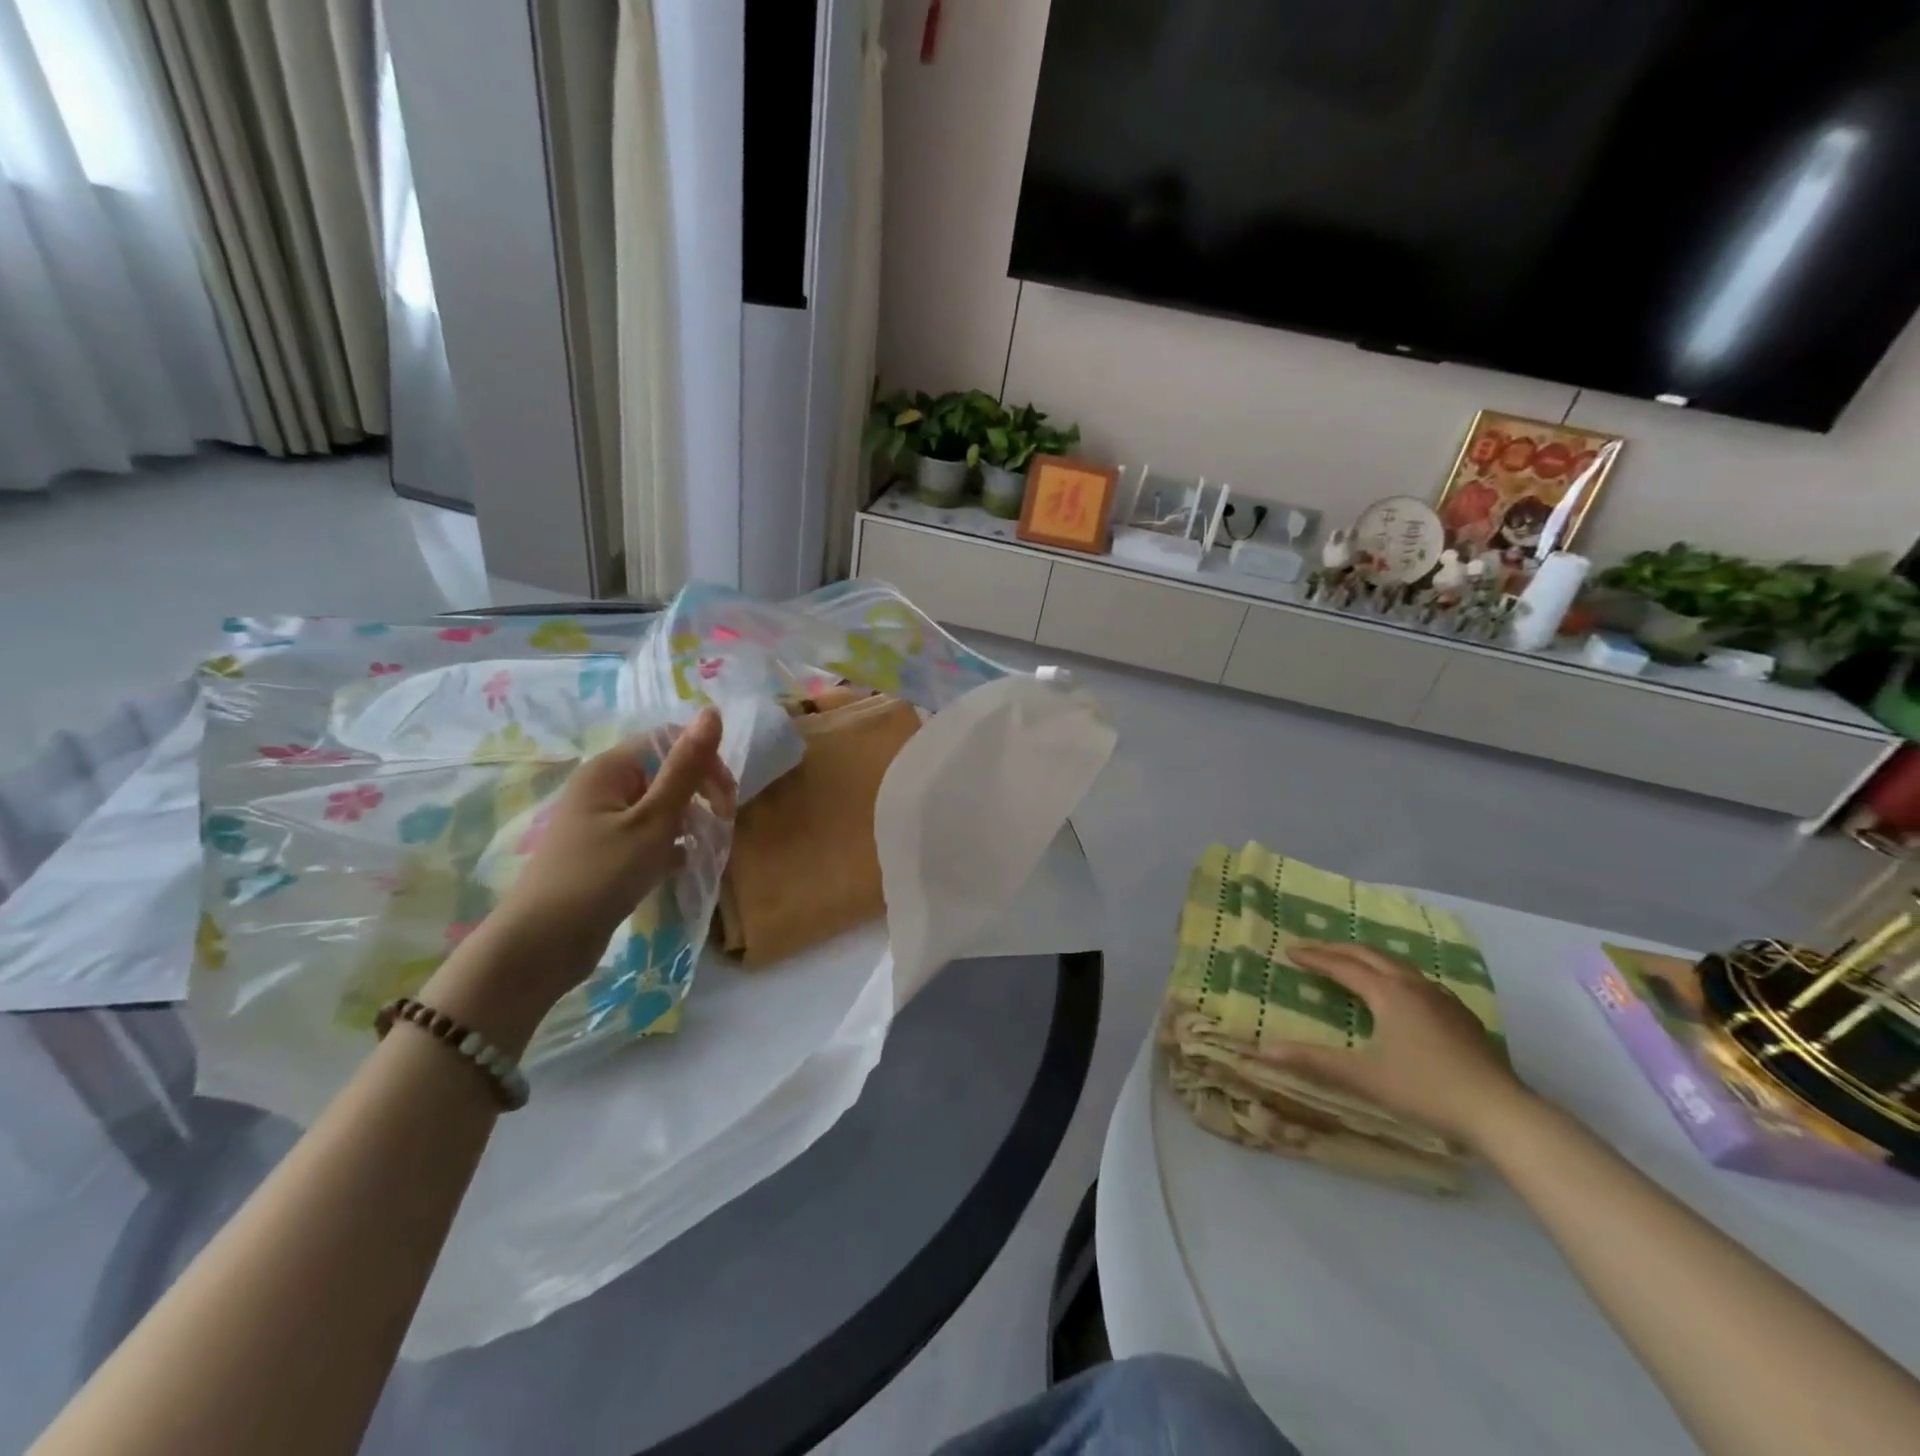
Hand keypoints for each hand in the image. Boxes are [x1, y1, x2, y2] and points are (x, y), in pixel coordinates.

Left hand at [420, 710, 733, 1055]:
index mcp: (611, 768)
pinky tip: (681, 866)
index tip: (726, 800)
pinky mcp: (606, 854)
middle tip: (722, 827)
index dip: (705, 762)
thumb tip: (712, 712)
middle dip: (701, 794)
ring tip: (705, 849)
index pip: (670, 740)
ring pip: (661, 807)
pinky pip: (649, 837)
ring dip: (689, 822)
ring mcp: (604, 823)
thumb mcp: (653, 819)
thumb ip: (686, 767)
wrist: (541, 946)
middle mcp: (605, 788)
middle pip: (667, 773)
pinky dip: (670, 847)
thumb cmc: (600, 874)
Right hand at [1269, 941, 1531, 1147]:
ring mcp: (1442, 999)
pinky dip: (1393, 975)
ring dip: (1367, 959)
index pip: (1342, 965)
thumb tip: (1266, 1050)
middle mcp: (1414, 986)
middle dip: (1338, 949)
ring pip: (1397, 965)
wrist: (1501, 1113)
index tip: (1290, 950)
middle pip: (1370, 955)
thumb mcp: (1364, 1077)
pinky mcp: (1460, 1016)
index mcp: (1388, 993)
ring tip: (1350, 963)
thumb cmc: (1426, 1090)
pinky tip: (1398, 993)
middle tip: (1313, 949)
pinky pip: (1417, 980)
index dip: (1314, 957)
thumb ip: (1315, 1061)